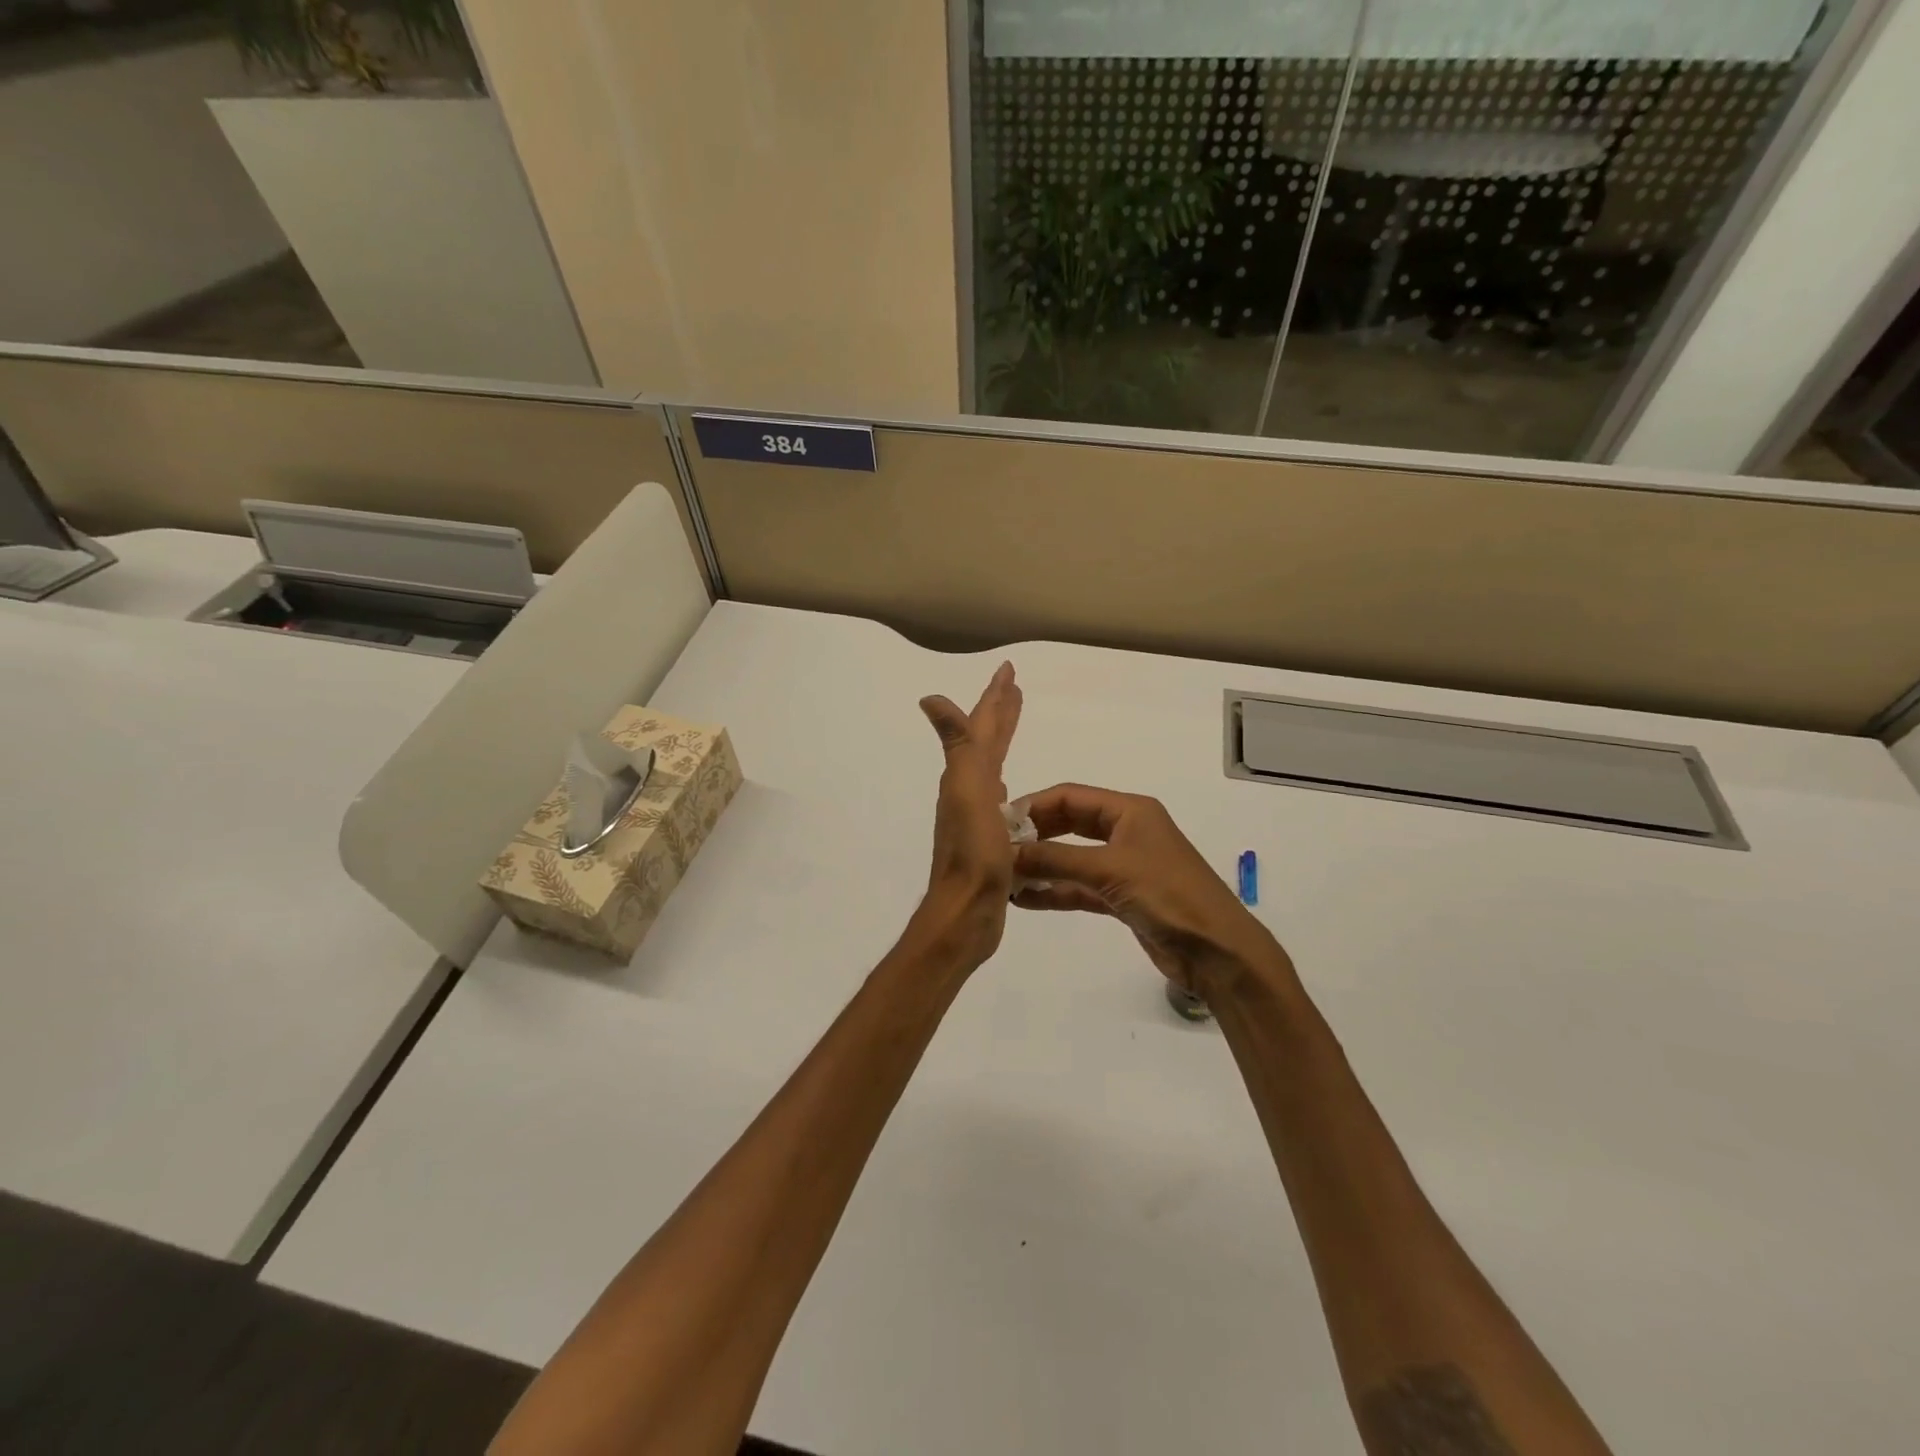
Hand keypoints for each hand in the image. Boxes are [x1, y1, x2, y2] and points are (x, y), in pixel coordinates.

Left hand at [912, 662, 1022, 970]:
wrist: (966, 913)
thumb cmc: (974, 854)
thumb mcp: (968, 793)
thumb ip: (958, 746)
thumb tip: (929, 699)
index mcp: (967, 776)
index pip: (983, 726)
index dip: (996, 698)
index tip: (1008, 671)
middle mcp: (968, 790)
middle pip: (986, 741)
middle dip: (999, 713)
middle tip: (1014, 688)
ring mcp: (977, 815)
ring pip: (993, 766)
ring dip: (1002, 741)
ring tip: (1012, 724)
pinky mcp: (989, 839)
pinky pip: (1002, 798)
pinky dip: (1007, 781)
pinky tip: (1010, 790)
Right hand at [1012, 784, 1289, 1000]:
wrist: (1217, 951)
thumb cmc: (1168, 895)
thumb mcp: (1109, 869)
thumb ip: (1055, 859)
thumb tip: (1006, 852)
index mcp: (1129, 810)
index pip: (1070, 796)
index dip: (1033, 806)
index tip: (997, 824)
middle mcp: (1125, 831)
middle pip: (1068, 825)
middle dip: (1034, 836)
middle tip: (996, 851)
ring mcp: (1123, 866)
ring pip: (1071, 858)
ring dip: (1041, 865)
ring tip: (1003, 877)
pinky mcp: (1122, 897)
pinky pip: (1079, 887)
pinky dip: (1055, 891)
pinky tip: (1025, 899)